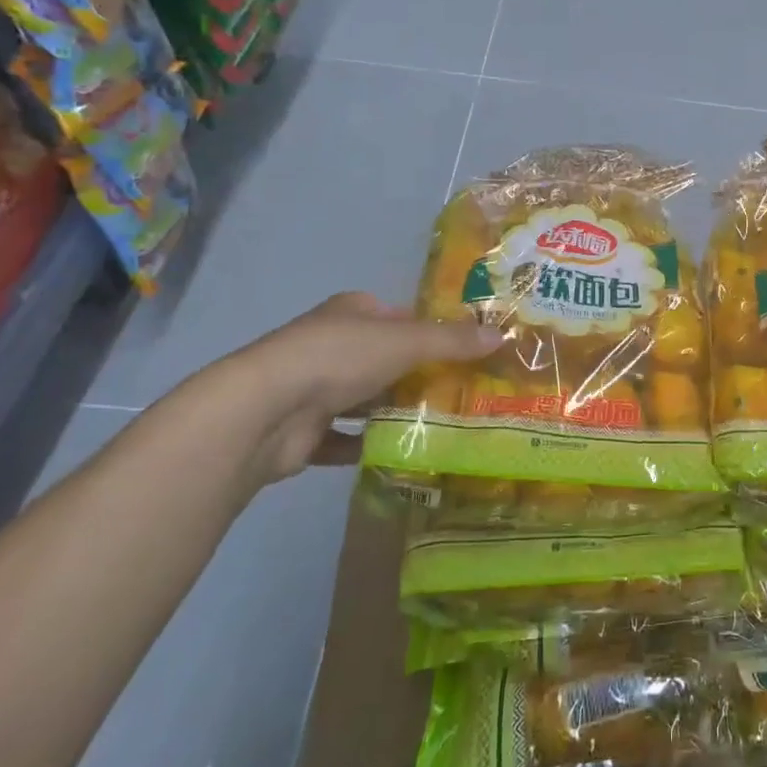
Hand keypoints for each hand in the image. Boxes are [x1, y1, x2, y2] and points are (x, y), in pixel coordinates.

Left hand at [182, 293, 500, 486]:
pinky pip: (344, 438)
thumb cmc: (339, 359)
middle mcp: (330, 344)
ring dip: (392, 410)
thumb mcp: (406, 342)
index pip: (397, 315)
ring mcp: (312, 389)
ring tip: (441, 424)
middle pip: (383, 358)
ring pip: (364, 398)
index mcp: (351, 312)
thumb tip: (503, 336)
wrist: (263, 412)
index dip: (429, 330)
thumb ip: (453, 341)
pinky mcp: (303, 432)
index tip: (463, 351)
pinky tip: (400, 454)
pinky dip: (367, 444)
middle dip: (416, 374)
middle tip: (462, 392)